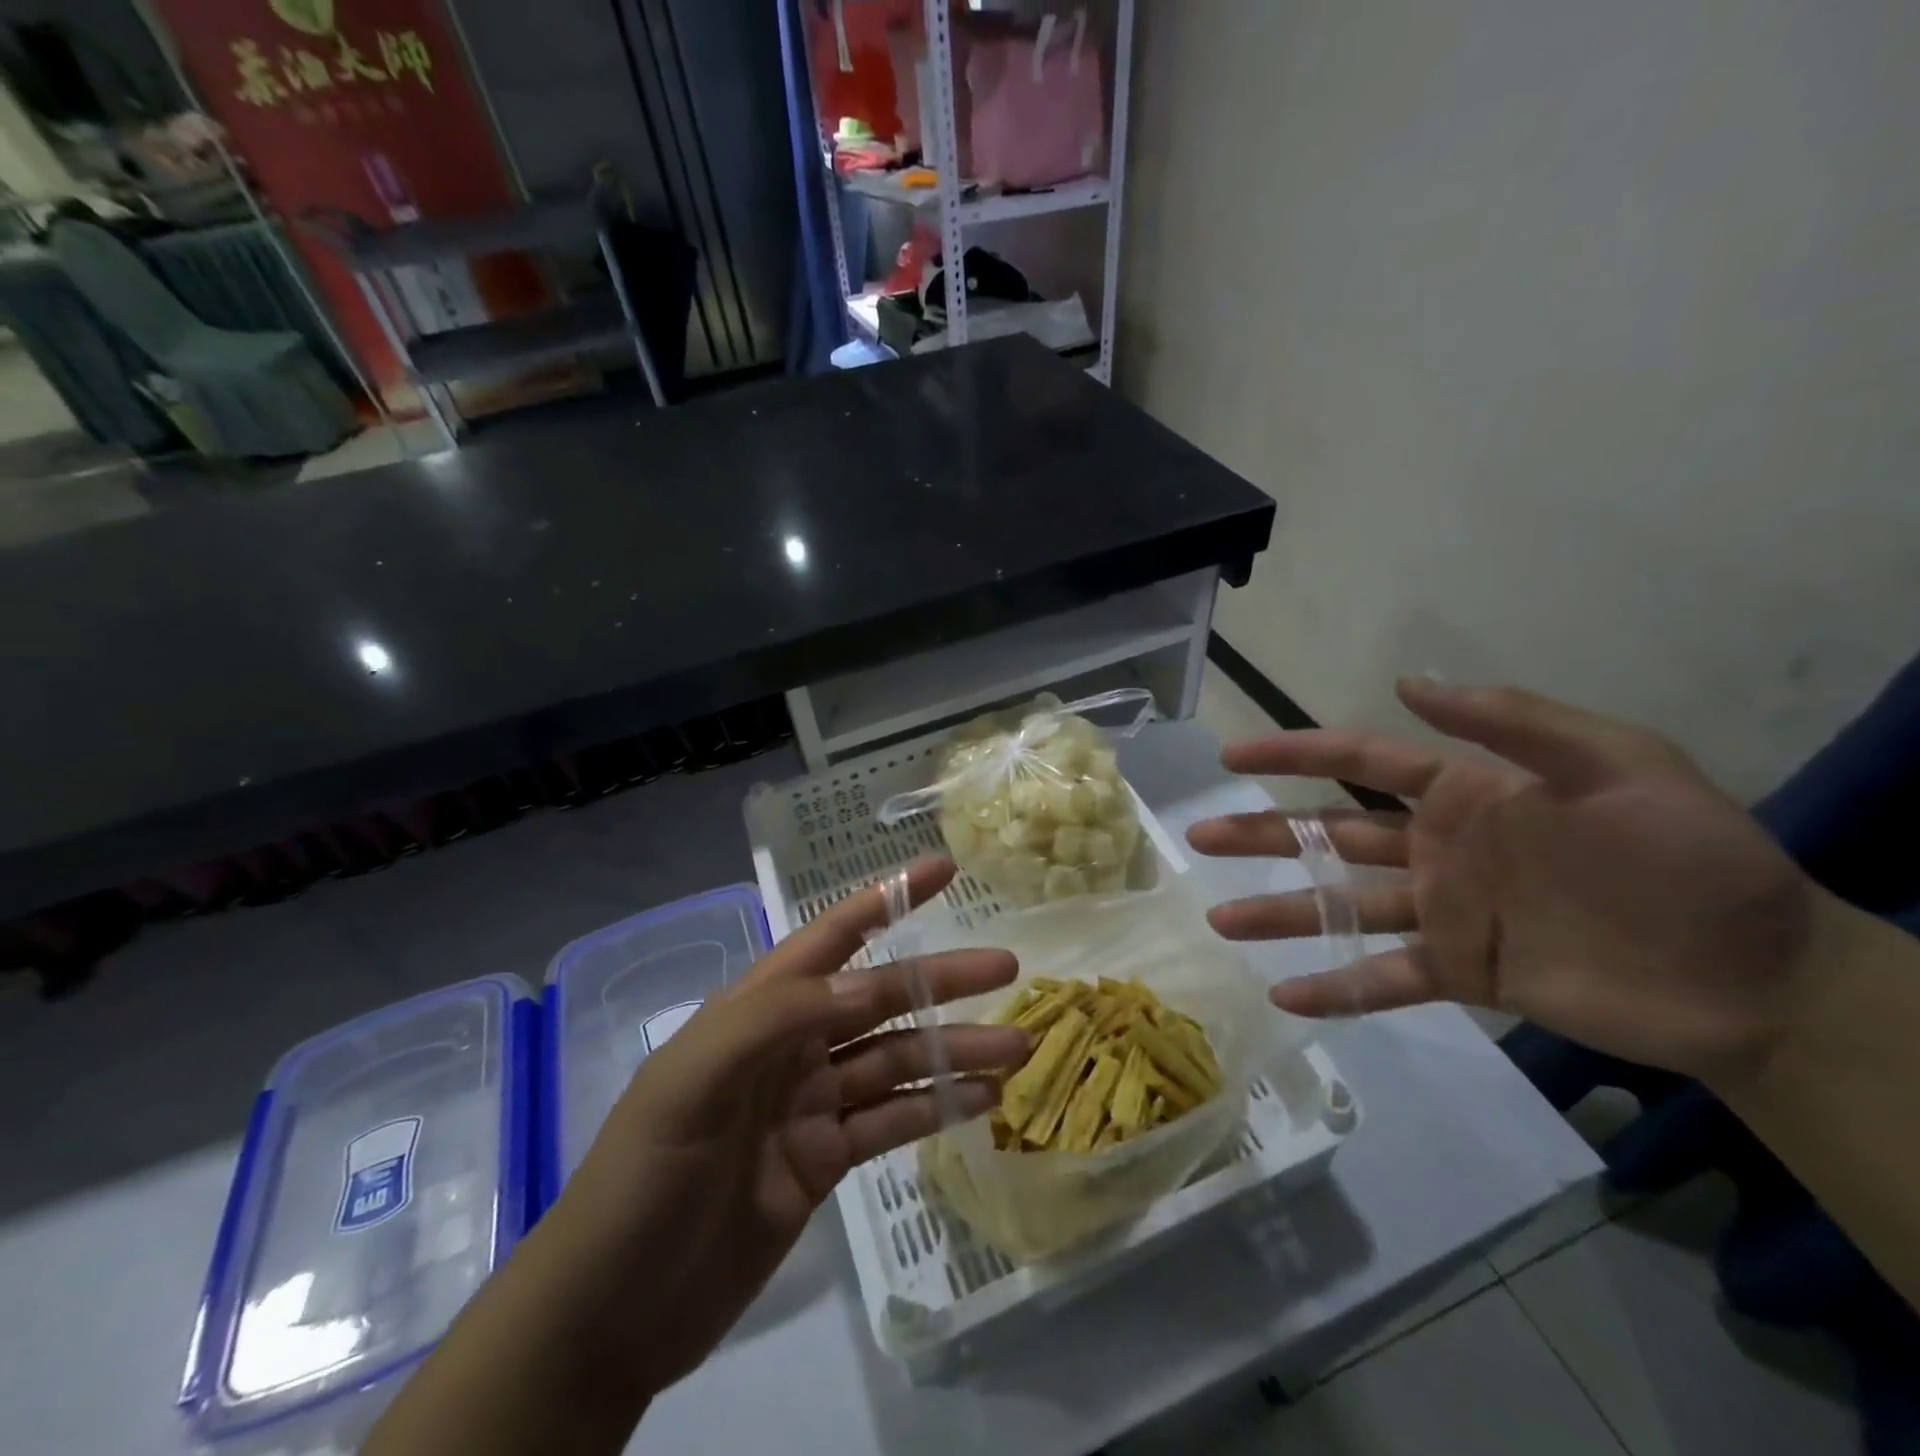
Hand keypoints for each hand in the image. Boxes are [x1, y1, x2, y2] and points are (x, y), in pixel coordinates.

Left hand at [549, 857, 1025, 1400]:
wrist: (609, 1315)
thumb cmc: (642, 1178)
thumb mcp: (691, 1082)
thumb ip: (776, 1019)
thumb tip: (866, 985)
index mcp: (757, 1008)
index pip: (831, 936)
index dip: (887, 898)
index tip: (944, 869)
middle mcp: (790, 1043)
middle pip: (880, 997)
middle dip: (941, 979)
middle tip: (1007, 965)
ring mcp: (810, 1103)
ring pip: (895, 1060)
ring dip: (954, 1051)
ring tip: (1016, 1047)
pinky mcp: (823, 1160)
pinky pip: (889, 1120)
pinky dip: (935, 1107)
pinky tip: (982, 1101)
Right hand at [1186, 679, 1839, 1092]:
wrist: (1762, 975)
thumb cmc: (1690, 858)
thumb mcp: (1619, 765)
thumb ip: (1511, 722)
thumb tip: (1409, 683)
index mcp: (1465, 793)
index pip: (1358, 762)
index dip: (1292, 753)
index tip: (1232, 757)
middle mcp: (1437, 848)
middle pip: (1327, 834)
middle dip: (1261, 834)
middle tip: (1199, 839)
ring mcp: (1443, 912)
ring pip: (1340, 907)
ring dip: (1279, 912)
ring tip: (1217, 922)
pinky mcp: (1462, 972)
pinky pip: (1384, 977)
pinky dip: (1335, 986)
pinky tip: (1283, 996)